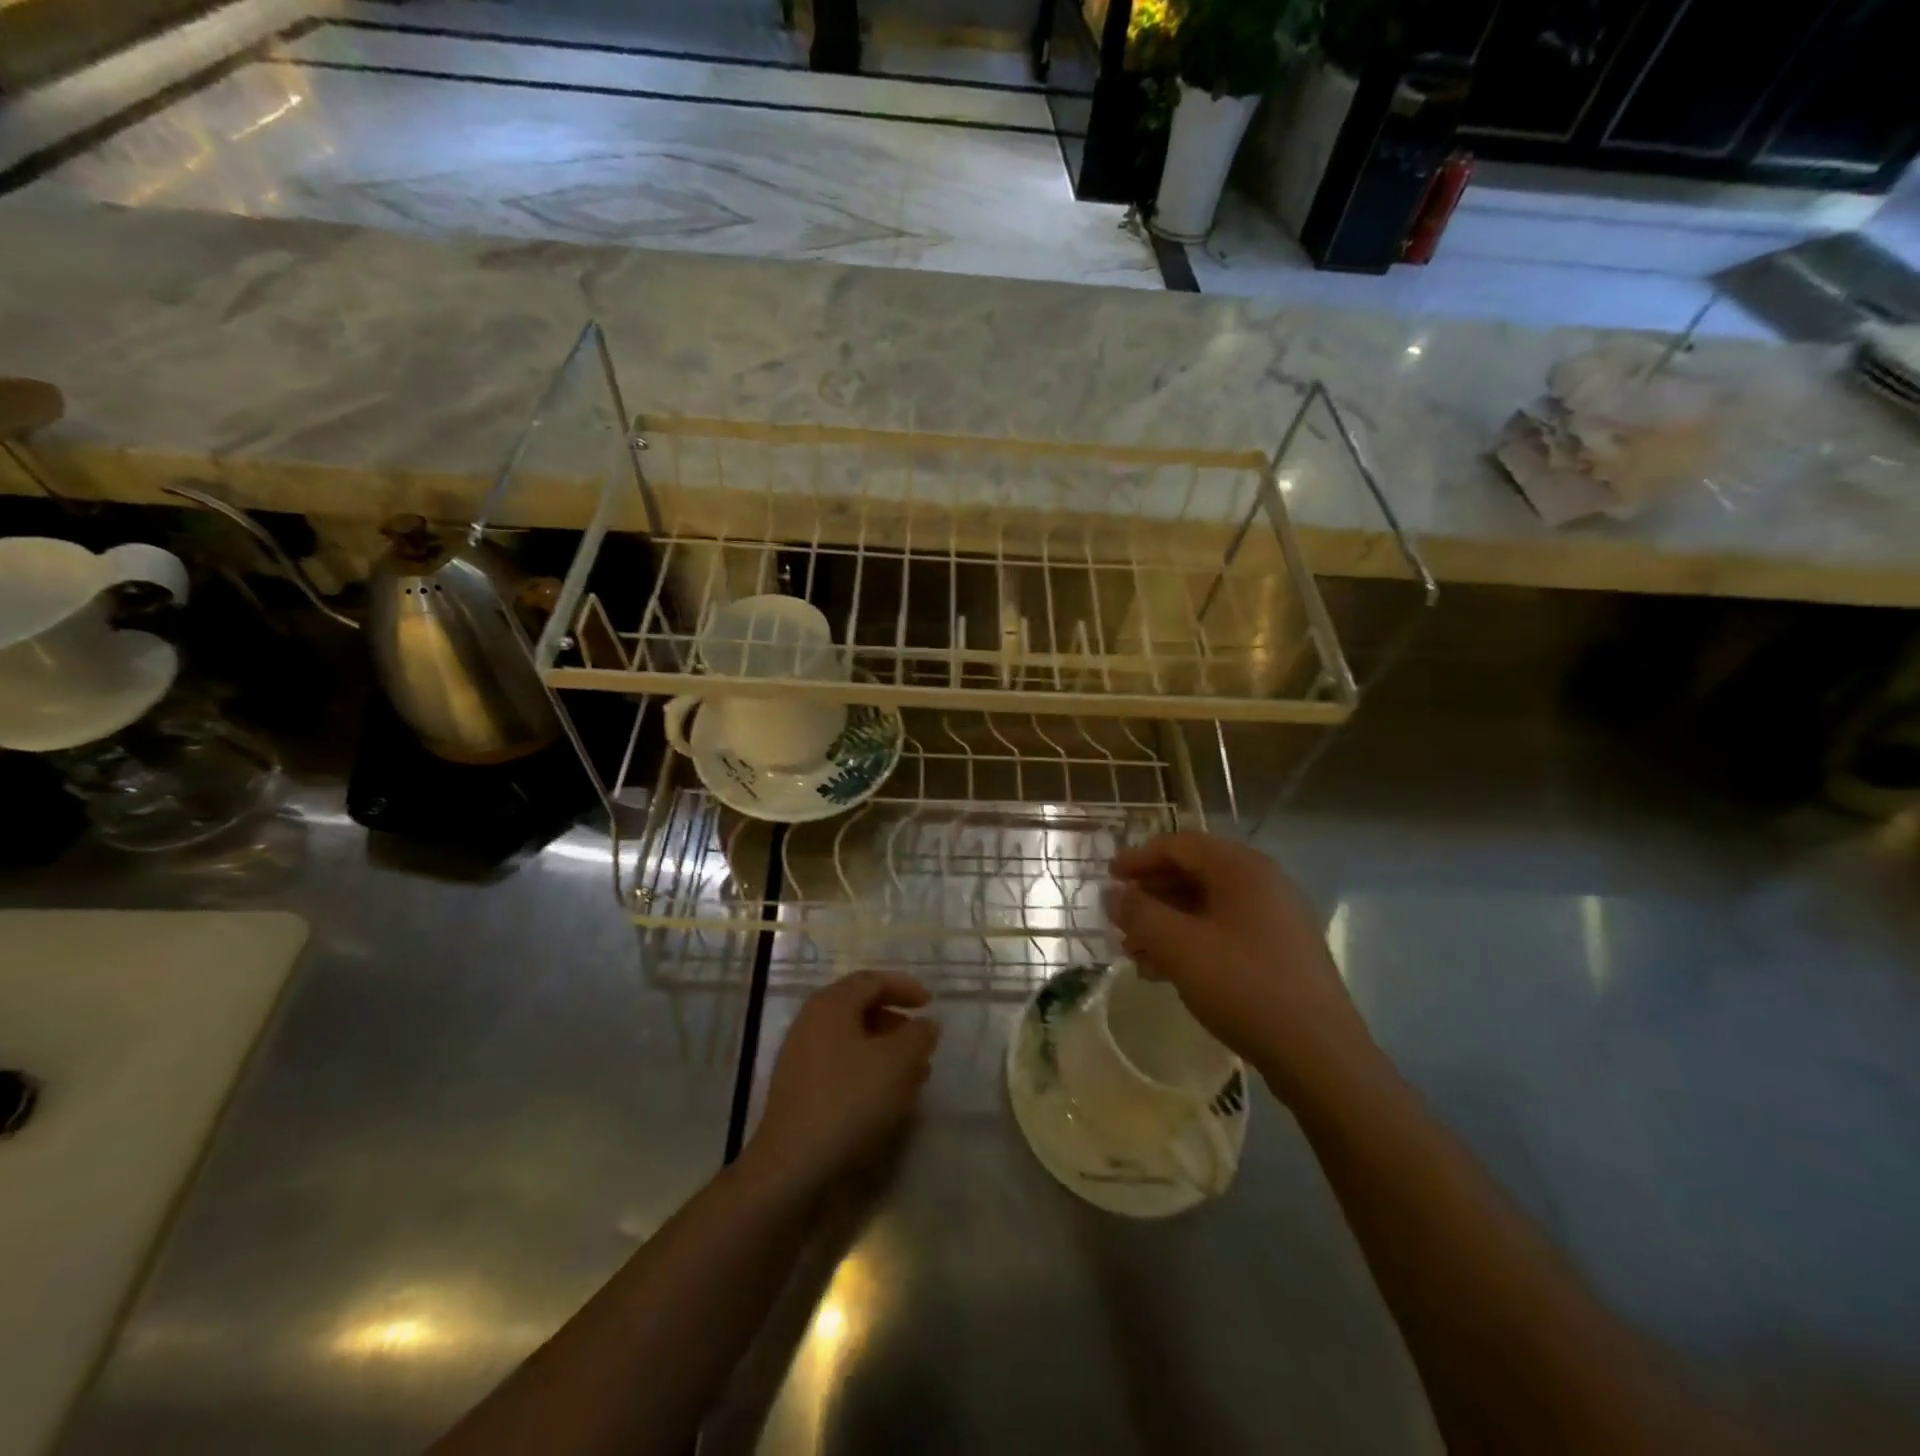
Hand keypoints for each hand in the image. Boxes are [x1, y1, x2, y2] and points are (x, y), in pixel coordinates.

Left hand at [745, 971, 939, 1195]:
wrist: (794, 1166)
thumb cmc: (849, 1100)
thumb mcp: (897, 1062)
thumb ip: (917, 1036)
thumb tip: (925, 1024)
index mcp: (831, 1004)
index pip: (872, 981)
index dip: (904, 987)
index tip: (931, 1004)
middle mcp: (811, 1022)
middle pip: (860, 1008)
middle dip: (897, 1022)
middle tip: (923, 1042)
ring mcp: (801, 1057)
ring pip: (852, 1041)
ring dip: (886, 1051)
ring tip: (915, 1074)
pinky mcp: (800, 1090)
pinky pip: (841, 1066)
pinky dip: (868, 1072)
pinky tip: (888, 1097)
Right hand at [1106, 832, 1369, 1093]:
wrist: (1319, 1054)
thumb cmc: (1243, 986)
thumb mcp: (1179, 946)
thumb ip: (1139, 913)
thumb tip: (1113, 894)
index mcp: (1242, 868)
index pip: (1180, 844)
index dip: (1139, 857)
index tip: (1108, 877)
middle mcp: (1263, 883)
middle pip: (1194, 873)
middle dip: (1151, 894)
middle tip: (1119, 916)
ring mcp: (1276, 918)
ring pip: (1207, 907)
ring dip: (1166, 922)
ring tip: (1133, 951)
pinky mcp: (1281, 952)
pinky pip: (1225, 932)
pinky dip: (1191, 942)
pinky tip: (1165, 972)